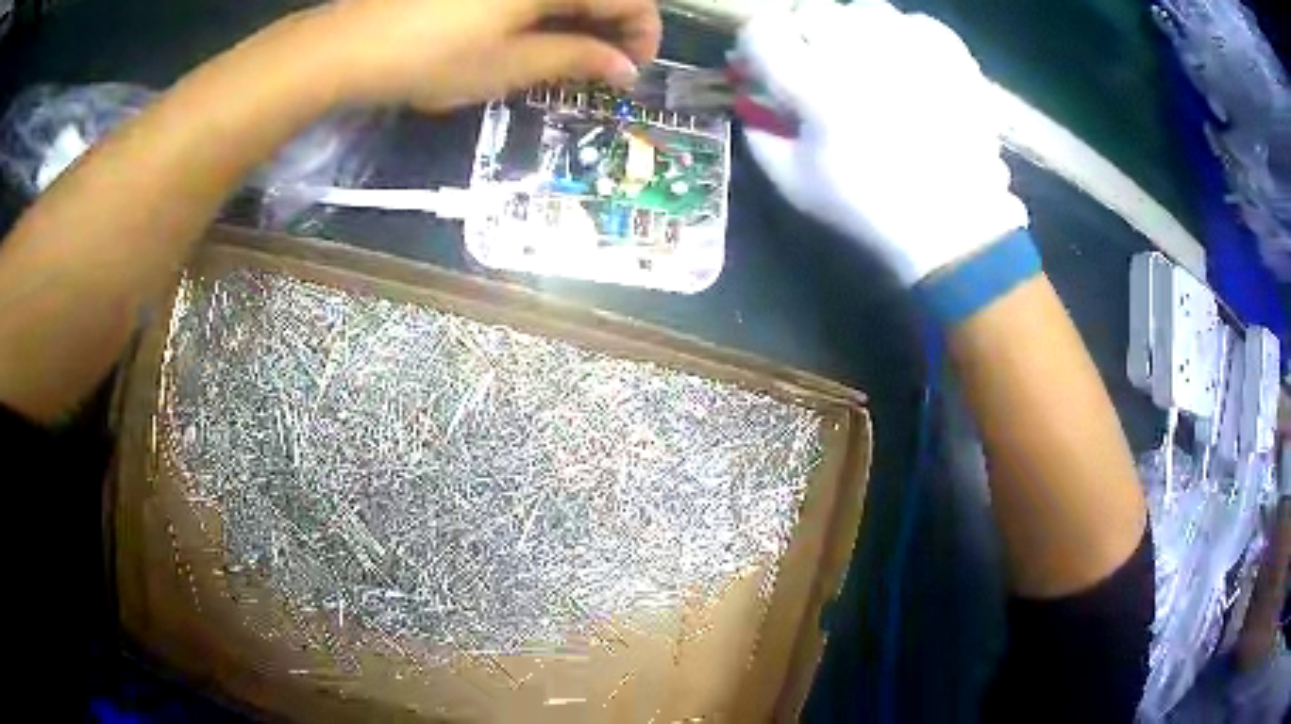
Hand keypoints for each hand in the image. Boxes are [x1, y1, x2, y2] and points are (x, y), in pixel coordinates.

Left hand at [312, 0, 661, 110]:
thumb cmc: (432, 57)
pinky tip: (540, 32)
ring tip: (574, 55)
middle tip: (606, 66)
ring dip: (582, 17)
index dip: (642, 34)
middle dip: (615, 25)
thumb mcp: (509, 65)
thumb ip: (575, 60)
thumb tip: (624, 68)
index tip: (633, 70)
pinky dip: (549, 11)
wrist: (351, 45)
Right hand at [736, 0, 1027, 284]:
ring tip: (861, 58)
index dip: (756, 43)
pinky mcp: (951, 58)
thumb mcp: (796, 183)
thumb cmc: (870, 207)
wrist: (954, 225)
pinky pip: (914, 21)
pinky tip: (902, 60)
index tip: (763, 60)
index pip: (763, 33)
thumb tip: (752, 95)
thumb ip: (760, 133)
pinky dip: (901, 34)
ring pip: (864, 10)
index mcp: (819, 90)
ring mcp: (913, 53)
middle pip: (812, 11)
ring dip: (852, 29)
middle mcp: (864, 58)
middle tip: (814, 60)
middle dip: (803, 33)